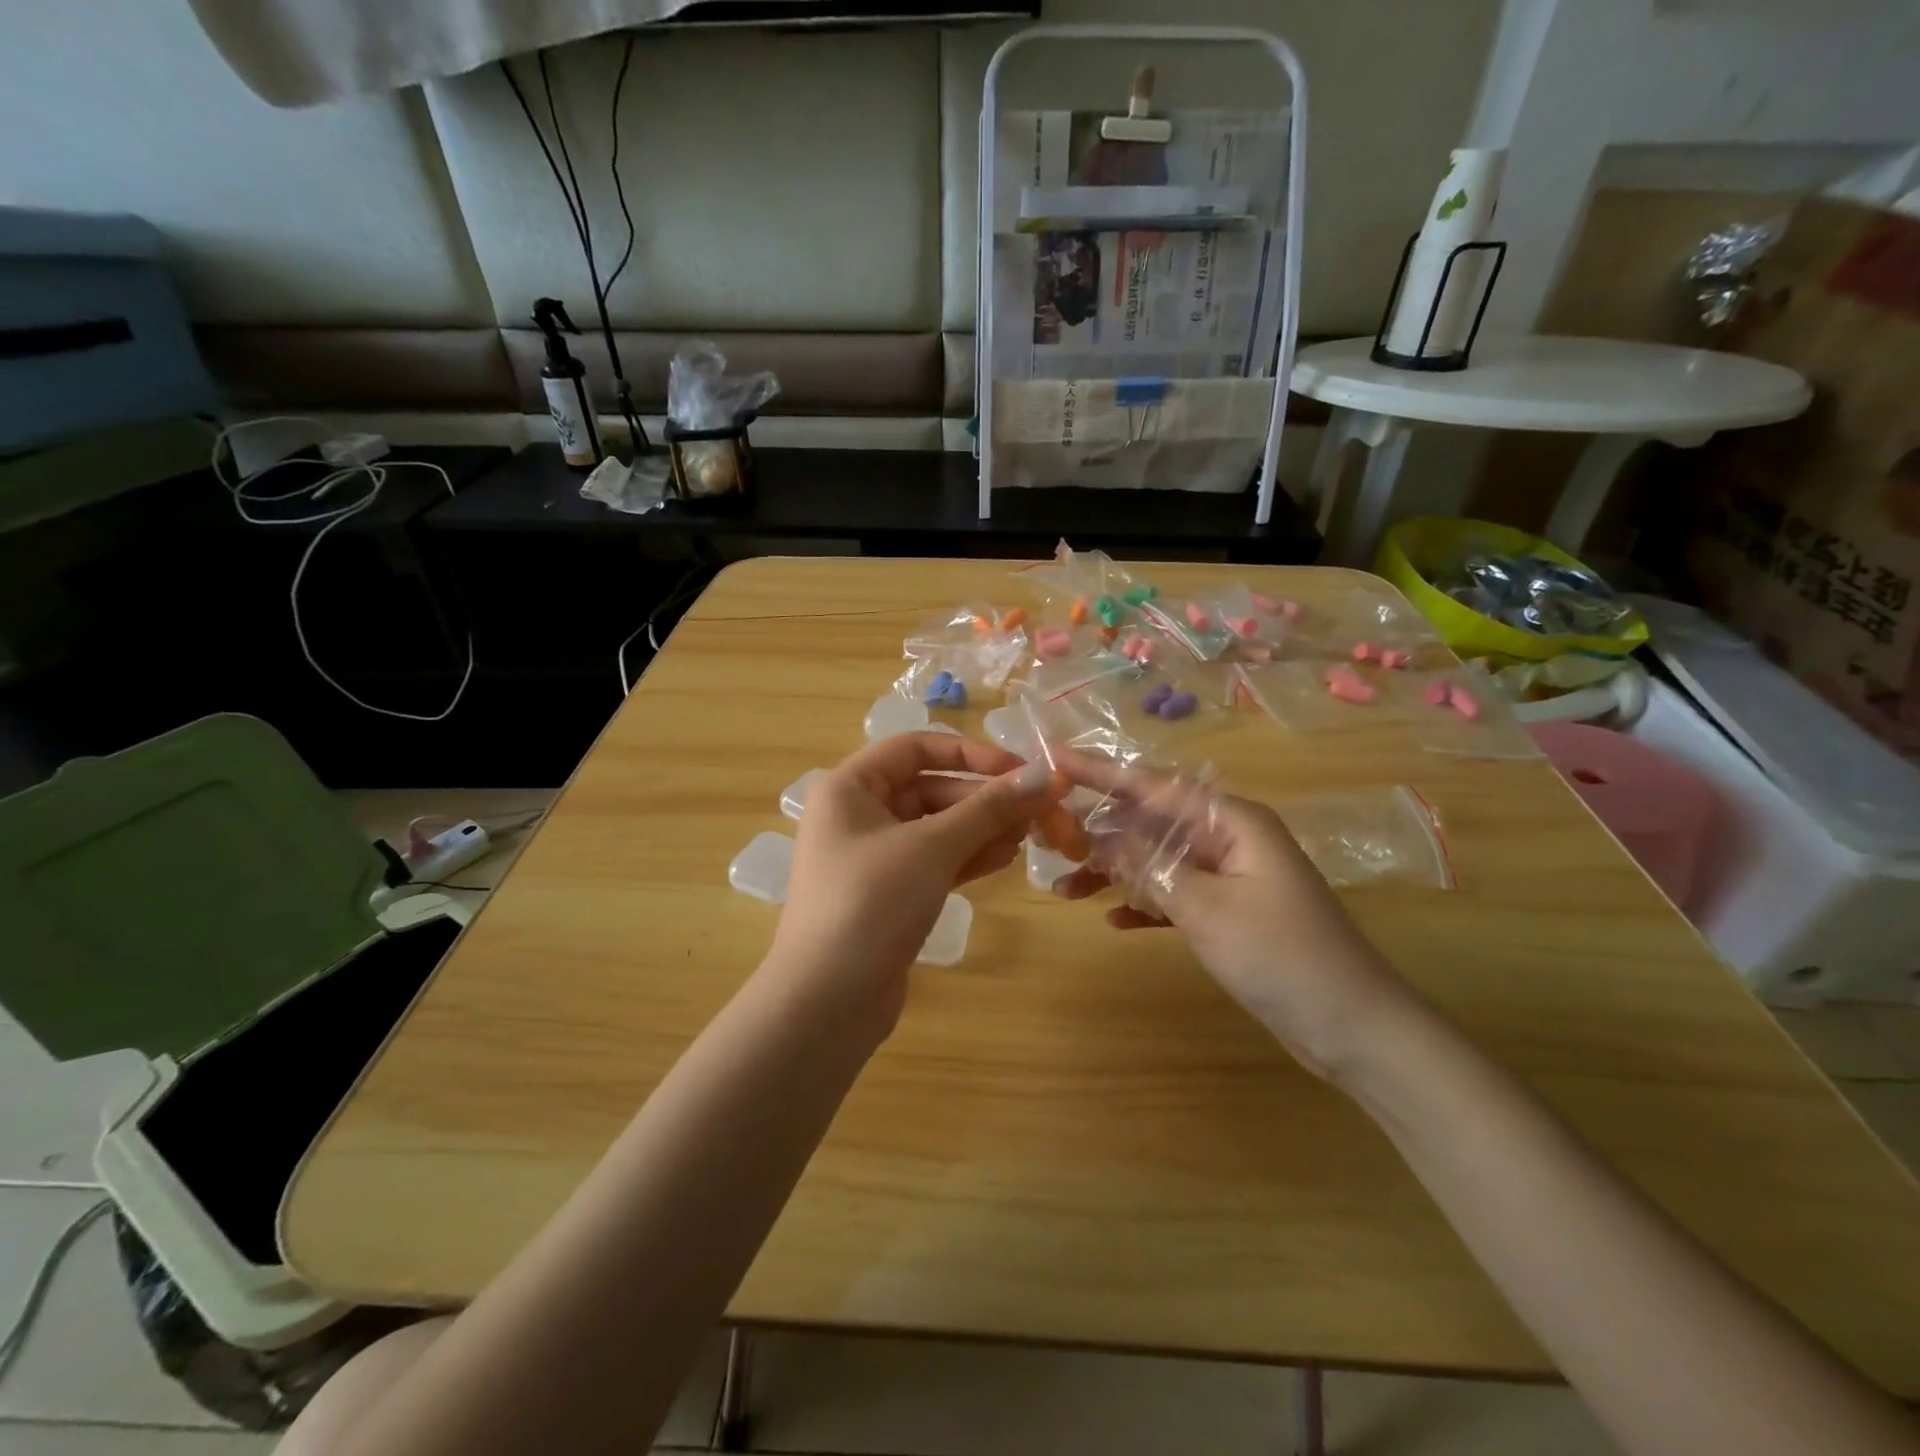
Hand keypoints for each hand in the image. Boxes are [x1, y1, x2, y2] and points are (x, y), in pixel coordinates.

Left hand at [767, 733, 1065, 1029]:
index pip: (916, 747)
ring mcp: (874, 856)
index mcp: (850, 786)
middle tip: (1039, 813)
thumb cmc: (871, 902)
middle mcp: (859, 813)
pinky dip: (968, 857)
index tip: (1020, 771)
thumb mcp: (932, 847)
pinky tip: (1004, 860)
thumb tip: (1043, 776)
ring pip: (938, 827)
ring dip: (983, 829)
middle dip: (985, 800)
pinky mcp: (890, 893)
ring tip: (1028, 839)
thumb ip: (988, 808)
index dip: (970, 753)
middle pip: (932, 788)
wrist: (827, 1002)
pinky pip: (935, 861)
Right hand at [1050, 757, 1420, 1080]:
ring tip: (1065, 887)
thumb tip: (1102, 835)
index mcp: (1232, 822)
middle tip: (1048, 838)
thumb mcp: (1208, 907)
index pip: (1154, 786)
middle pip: (1151, 822)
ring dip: (1115, 873)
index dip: (1101, 773)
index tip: (1055, 761)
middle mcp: (1228, 839)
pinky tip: (1111, 919)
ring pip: (1157, 861)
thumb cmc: (1283, 957)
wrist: (1354, 1029)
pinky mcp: (1228, 912)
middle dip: (1100, 830)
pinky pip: (1173, 895)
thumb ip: (1151, 866)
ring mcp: (1228, 877)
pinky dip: (1143, 904)